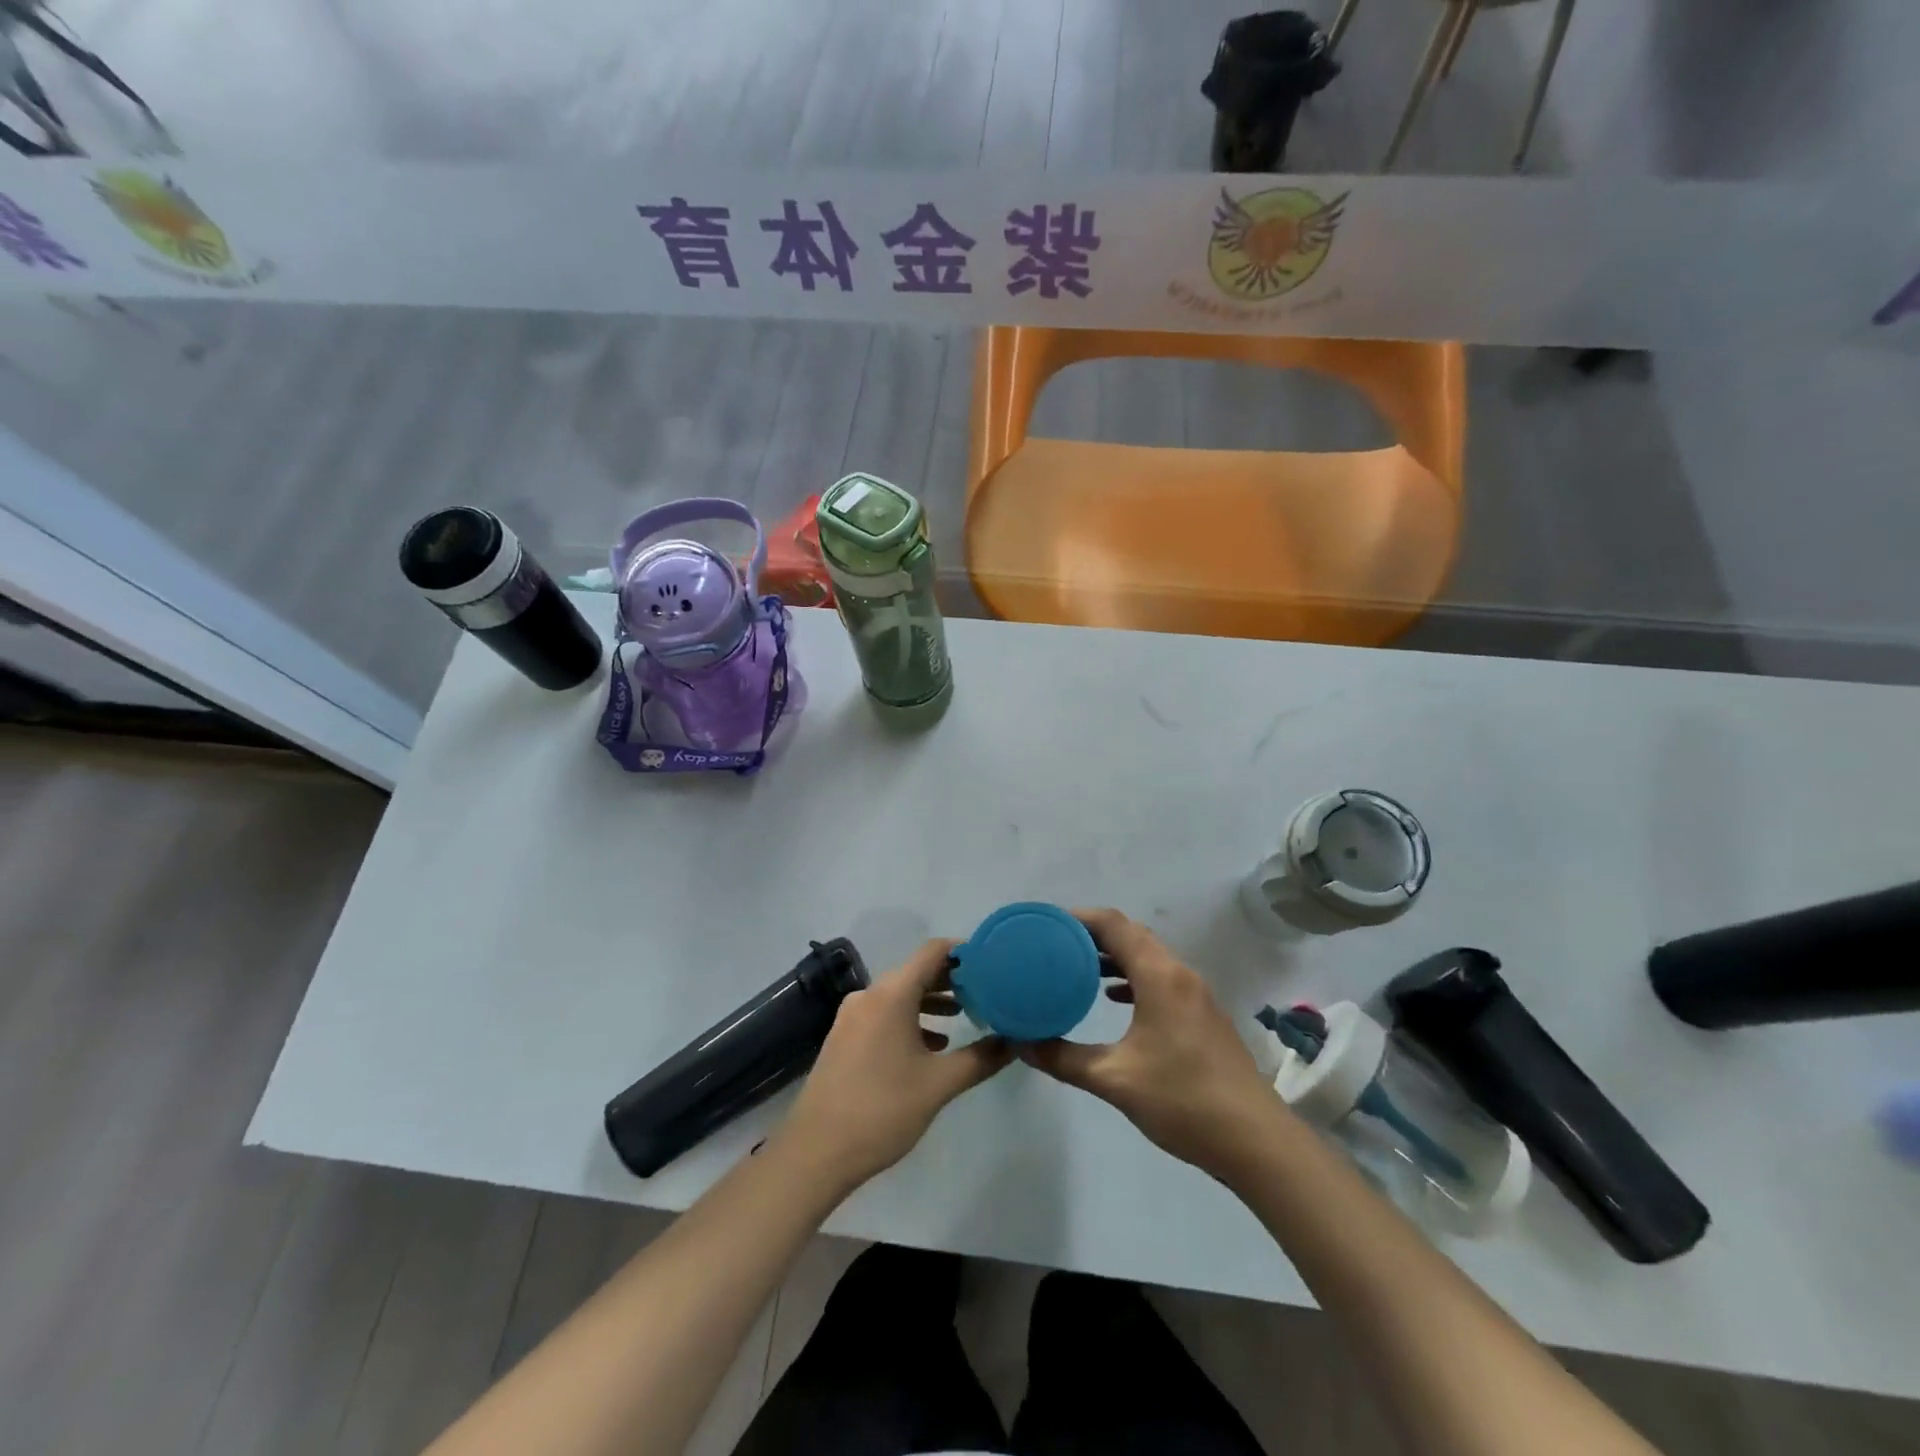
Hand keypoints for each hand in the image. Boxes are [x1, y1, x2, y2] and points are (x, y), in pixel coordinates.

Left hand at [779, 939, 1012, 1190]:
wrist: (816, 1151)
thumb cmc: (882, 1110)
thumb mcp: (939, 1085)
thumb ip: (980, 1059)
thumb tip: (1014, 1041)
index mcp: (892, 994)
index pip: (933, 952)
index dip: (963, 952)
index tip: (991, 963)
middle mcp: (870, 994)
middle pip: (916, 971)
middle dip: (951, 979)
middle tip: (985, 991)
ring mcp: (852, 1015)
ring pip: (899, 994)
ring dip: (931, 1000)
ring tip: (963, 1016)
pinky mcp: (844, 1036)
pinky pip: (884, 1012)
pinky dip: (909, 1018)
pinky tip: (930, 1044)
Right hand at [1021, 908, 1284, 1179]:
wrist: (1257, 1141)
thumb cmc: (1183, 1101)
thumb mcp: (1115, 1080)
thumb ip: (1064, 1058)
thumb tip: (1021, 1045)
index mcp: (1160, 976)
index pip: (1115, 925)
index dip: (1080, 917)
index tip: (1048, 924)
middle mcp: (1180, 974)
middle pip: (1133, 935)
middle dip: (1094, 935)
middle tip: (1056, 945)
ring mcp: (1196, 995)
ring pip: (1149, 957)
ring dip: (1115, 956)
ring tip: (1077, 967)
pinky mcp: (1204, 1016)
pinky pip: (1162, 978)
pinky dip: (1134, 977)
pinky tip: (1114, 998)